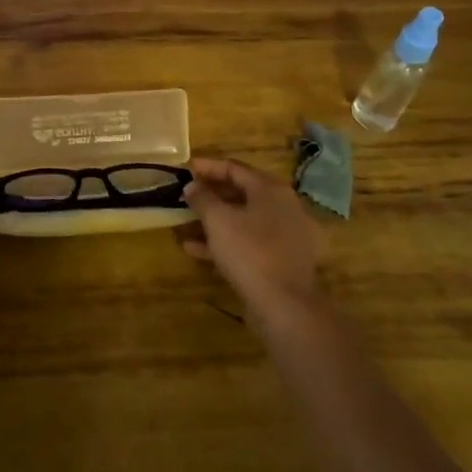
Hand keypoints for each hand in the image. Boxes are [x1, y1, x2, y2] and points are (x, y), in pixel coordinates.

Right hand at [180, 157, 324, 327]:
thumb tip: (192, 186)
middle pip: (241, 192)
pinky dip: (225, 241)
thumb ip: (202, 198)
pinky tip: (196, 249)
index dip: (208, 167)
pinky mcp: (281, 259)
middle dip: (211, 194)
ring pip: (243, 219)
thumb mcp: (218, 220)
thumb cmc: (250, 251)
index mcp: (270, 190)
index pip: (235, 168)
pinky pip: (249, 241)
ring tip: (185, 222)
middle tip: (186, 194)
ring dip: (214, 219)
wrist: (285, 305)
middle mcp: (283, 207)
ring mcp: (285, 235)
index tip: (185, 168)